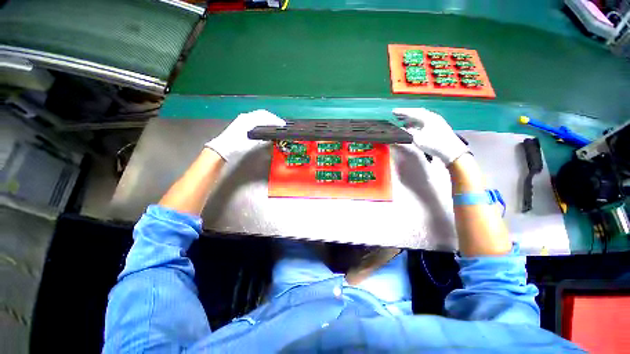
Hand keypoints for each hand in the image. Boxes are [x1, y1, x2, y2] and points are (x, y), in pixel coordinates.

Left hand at [205, 109, 284, 160]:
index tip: (283, 125)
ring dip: (268, 119)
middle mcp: (246, 116)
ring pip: (259, 116)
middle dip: (273, 118)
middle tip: (281, 125)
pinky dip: (263, 121)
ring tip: (275, 125)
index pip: (266, 116)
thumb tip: (272, 136)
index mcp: (249, 119)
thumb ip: (263, 137)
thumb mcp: (252, 143)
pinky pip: (256, 119)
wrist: (222, 149)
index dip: (275, 120)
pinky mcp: (242, 123)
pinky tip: (266, 127)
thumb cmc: (237, 146)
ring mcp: (243, 119)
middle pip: (263, 114)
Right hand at [393, 108, 468, 164]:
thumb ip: (409, 132)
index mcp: (428, 117)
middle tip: (397, 115)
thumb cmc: (434, 144)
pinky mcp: (438, 128)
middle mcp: (433, 117)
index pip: (413, 112)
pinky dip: (416, 123)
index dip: (402, 112)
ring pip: (421, 118)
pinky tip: (412, 127)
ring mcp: (436, 122)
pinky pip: (424, 122)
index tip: (393, 111)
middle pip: (418, 113)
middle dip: (407, 114)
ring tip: (403, 121)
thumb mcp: (418, 139)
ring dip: (412, 119)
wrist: (451, 151)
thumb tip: (403, 128)